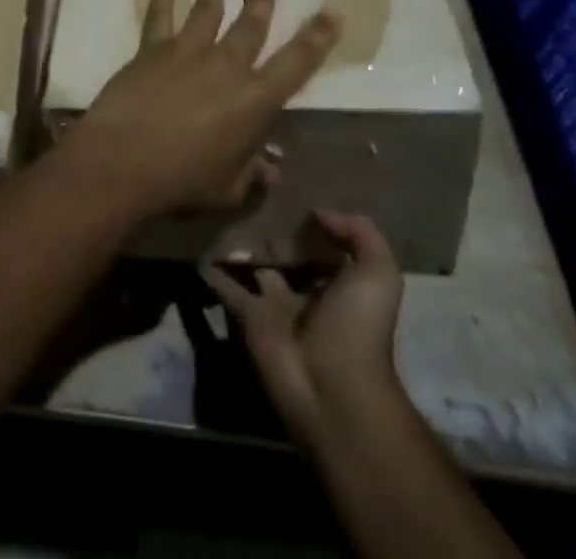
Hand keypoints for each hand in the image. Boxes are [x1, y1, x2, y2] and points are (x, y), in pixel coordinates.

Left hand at [53, 0, 340, 222]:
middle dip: (261, 4)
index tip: (331, 13)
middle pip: (249, 27)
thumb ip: (250, 173)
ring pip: (207, 12)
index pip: (296, 63)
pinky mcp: (153, 49)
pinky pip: (159, 17)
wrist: (124, 158)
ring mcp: (187, 52)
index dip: (317, 38)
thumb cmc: (182, 181)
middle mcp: (226, 66)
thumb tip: (271, 169)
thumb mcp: (227, 189)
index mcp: (254, 100)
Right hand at [204, 212, 406, 445]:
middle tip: (247, 189)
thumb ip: (359, 233)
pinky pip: (226, 287)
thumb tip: (318, 213)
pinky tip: (196, 244)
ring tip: (219, 206)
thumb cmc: (357, 327)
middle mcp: (306, 291)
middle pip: (286, 253)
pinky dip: (212, 270)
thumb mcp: (378, 275)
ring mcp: (275, 305)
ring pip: (254, 266)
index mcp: (340, 284)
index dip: (310, 220)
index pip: (322, 245)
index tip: (287, 187)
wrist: (331, 388)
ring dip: (239, 243)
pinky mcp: (248, 316)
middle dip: (271, 228)